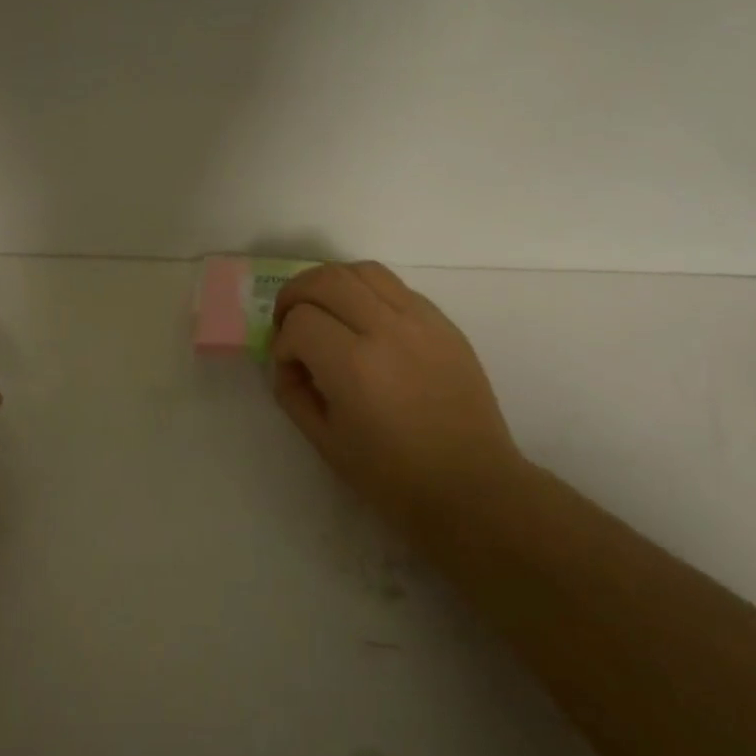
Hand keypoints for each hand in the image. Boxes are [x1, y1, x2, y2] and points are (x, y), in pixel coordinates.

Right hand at [271, 262, 529, 551]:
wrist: (471, 486)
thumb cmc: (392, 475)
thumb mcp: (324, 441)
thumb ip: (293, 393)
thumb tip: (288, 361)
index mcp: (354, 366)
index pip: (300, 321)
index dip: (284, 342)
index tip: (290, 368)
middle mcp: (387, 330)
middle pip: (327, 279)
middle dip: (296, 294)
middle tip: (289, 321)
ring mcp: (422, 321)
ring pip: (363, 270)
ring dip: (331, 283)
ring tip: (324, 310)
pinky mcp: (444, 323)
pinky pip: (396, 287)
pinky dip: (367, 292)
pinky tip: (364, 322)